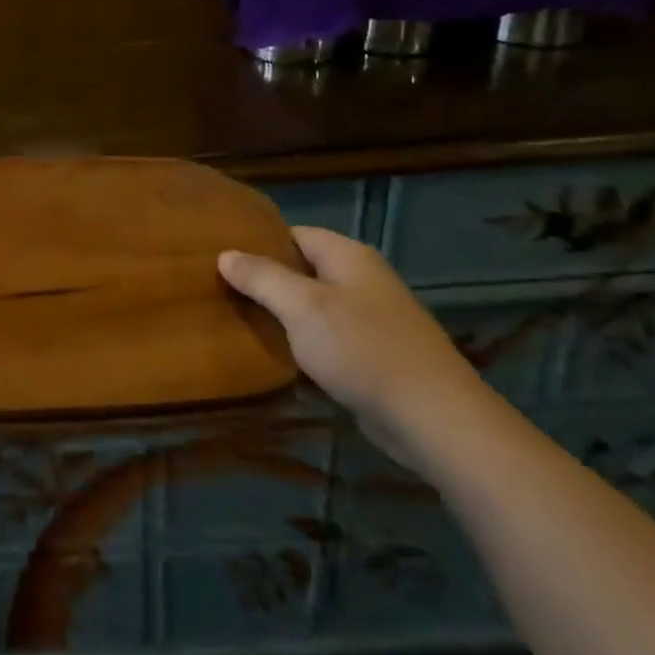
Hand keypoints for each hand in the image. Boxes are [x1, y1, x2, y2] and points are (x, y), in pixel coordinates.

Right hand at [219, 227, 493, 466]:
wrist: (435, 420)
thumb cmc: (363, 350)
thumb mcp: (302, 307)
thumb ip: (262, 277)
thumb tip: (225, 254)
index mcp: (347, 256)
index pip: (291, 233)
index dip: (256, 243)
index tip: (219, 257)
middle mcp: (361, 279)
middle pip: (301, 270)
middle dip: (264, 280)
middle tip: (221, 291)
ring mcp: (371, 319)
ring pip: (312, 306)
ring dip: (281, 315)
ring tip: (238, 321)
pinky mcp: (374, 355)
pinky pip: (327, 338)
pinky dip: (302, 344)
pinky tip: (277, 357)